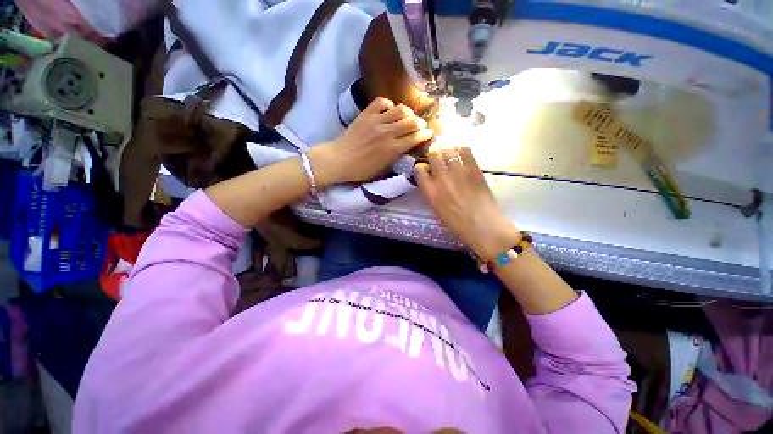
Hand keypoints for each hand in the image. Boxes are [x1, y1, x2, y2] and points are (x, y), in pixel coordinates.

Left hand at [309, 97, 433, 185]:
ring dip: (408, 113)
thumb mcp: (382, 171)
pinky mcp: (366, 114)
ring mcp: (376, 121)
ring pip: (400, 109)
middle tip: (420, 125)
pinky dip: (389, 105)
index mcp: (392, 149)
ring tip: (407, 117)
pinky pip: (382, 102)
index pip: (415, 138)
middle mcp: (388, 133)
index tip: (429, 133)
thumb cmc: (360, 170)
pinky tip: (389, 111)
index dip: (425, 134)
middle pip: (412, 121)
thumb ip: (395, 159)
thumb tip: (405, 151)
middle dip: (420, 123)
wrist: (338, 160)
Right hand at [414, 147, 518, 259]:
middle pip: (433, 154)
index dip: (420, 167)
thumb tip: (431, 181)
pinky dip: (460, 149)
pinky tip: (460, 153)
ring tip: (448, 152)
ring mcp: (459, 172)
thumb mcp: (437, 210)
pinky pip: (465, 151)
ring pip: (448, 150)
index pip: (419, 170)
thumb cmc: (457, 225)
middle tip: (436, 155)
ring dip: (446, 149)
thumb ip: (431, 193)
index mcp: (430, 193)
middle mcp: (442, 179)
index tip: (424, 169)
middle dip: (433, 153)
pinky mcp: (474, 169)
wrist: (484, 227)